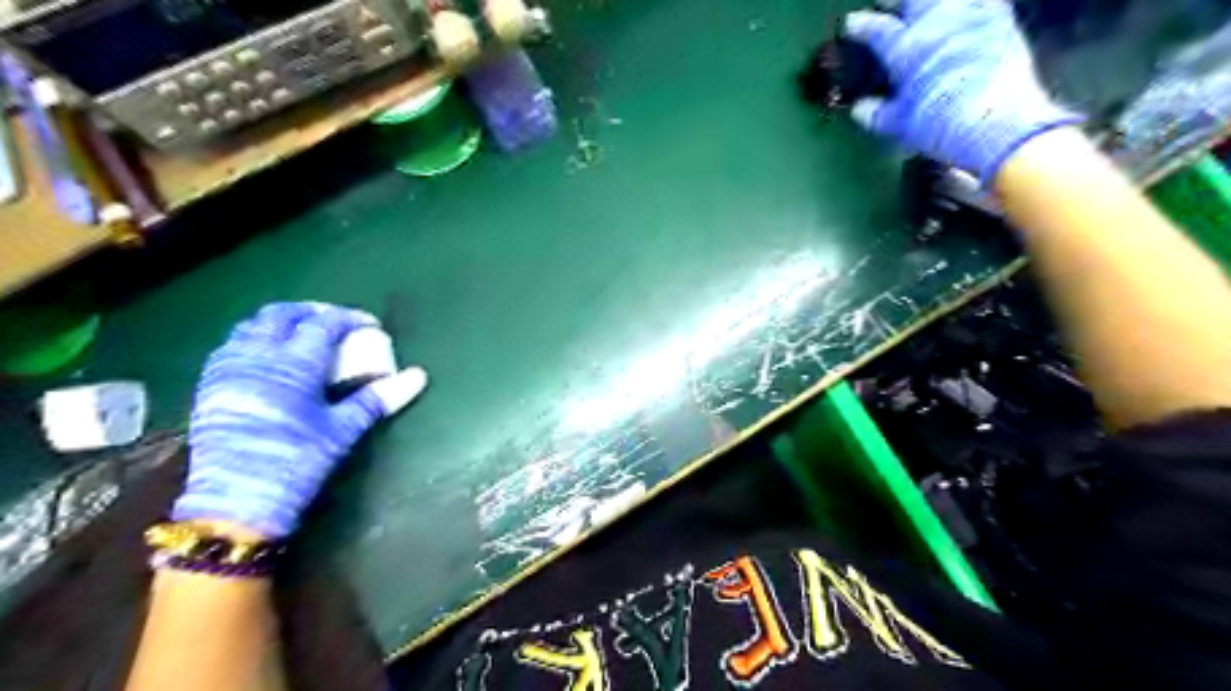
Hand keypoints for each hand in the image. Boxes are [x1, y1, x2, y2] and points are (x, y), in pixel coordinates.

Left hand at [171, 302, 425, 538]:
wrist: (237, 502)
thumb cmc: (298, 461)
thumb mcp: (343, 429)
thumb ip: (378, 397)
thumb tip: (418, 377)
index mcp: (294, 364)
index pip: (324, 324)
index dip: (349, 318)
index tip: (370, 324)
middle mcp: (257, 357)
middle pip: (281, 315)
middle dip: (311, 311)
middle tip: (335, 321)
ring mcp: (228, 369)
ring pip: (251, 326)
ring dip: (280, 321)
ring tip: (303, 332)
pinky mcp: (211, 386)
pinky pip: (232, 345)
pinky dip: (256, 338)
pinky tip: (269, 356)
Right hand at [842, 1, 1077, 186]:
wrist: (998, 125)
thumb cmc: (943, 126)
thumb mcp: (900, 126)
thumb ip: (877, 113)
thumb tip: (861, 109)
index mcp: (906, 50)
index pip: (876, 29)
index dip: (860, 25)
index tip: (853, 24)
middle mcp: (937, 25)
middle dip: (896, 0)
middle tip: (886, 4)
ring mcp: (971, 18)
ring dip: (929, 2)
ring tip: (922, 7)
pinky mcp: (1001, 20)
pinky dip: (968, 3)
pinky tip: (963, 9)